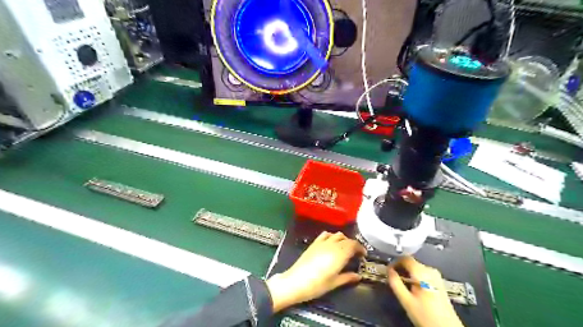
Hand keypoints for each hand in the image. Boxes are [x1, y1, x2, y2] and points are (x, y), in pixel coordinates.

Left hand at [266, 230, 365, 310]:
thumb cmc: (317, 285)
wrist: (295, 282)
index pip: (354, 244)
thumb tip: (358, 276)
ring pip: (337, 234)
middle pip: (346, 239)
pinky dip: (332, 236)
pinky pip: (326, 234)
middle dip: (353, 245)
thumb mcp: (335, 283)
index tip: (363, 255)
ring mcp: (322, 242)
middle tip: (356, 254)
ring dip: (344, 239)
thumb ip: (348, 277)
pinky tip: (332, 243)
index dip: (360, 248)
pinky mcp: (314, 243)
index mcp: (340, 253)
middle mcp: (332, 244)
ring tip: (345, 249)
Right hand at [386, 257, 464, 326]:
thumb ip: (396, 283)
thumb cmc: (425, 315)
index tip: (387, 270)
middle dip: (400, 268)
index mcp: (422, 272)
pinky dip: (413, 276)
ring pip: (416, 267)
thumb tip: (388, 270)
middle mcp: (430, 270)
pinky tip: (410, 286)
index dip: (394, 262)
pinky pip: (422, 273)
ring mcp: (436, 275)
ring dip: (406, 272)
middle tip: (392, 277)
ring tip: (399, 283)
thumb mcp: (406, 301)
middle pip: (411, 262)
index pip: (405, 258)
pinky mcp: (438, 281)